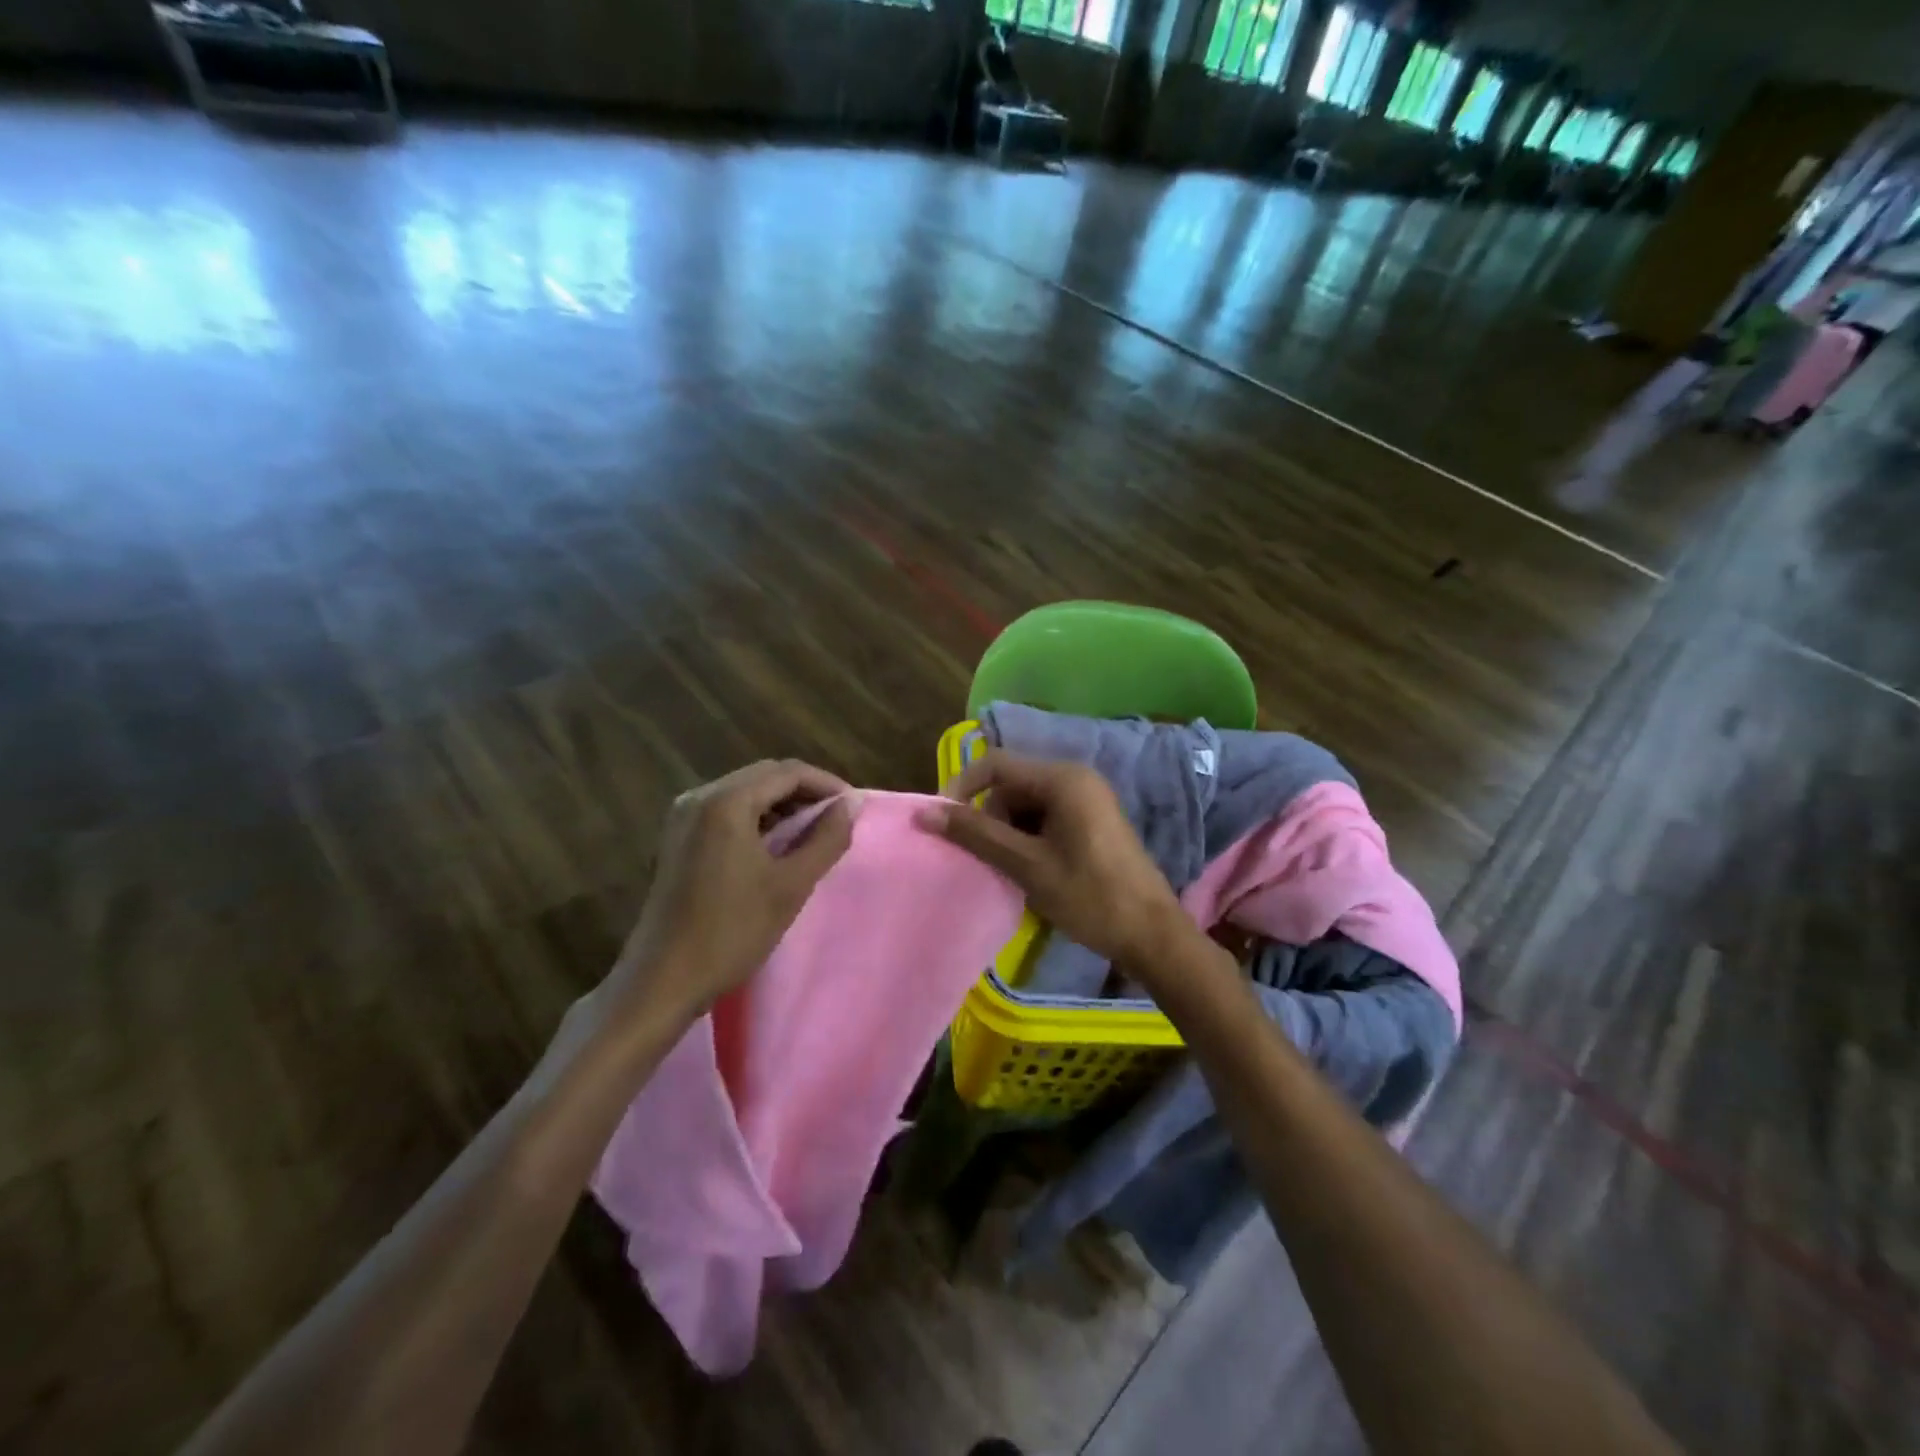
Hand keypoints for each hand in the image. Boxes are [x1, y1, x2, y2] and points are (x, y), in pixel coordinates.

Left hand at [611, 759, 853, 1020]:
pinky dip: (756, 818)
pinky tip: (774, 845)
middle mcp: (699, 797)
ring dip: (781, 804)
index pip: (788, 772)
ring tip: (812, 832)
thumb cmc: (731, 931)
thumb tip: (852, 804)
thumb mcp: (791, 885)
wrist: (662, 980)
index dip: (826, 784)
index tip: (853, 807)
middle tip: (837, 818)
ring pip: (745, 792)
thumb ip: (827, 839)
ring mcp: (682, 817)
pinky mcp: (676, 838)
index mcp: (726, 802)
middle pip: (764, 776)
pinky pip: (725, 810)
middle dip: (804, 791)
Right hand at [918, 751, 1188, 972]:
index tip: (942, 823)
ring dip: (1008, 833)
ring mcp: (1087, 800)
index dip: (962, 788)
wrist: (1152, 935)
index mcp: (1063, 779)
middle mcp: (1075, 779)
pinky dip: (1028, 840)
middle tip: (988, 860)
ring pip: (1026, 805)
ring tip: (1011, 871)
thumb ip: (976, 835)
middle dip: (990, 818)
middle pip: (1011, 785)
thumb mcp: (1027, 865)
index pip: (996, 764)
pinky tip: (1030, 871)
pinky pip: (1045, 818)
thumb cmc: (1089, 896)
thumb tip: (926, 813)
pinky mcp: (1091, 821)